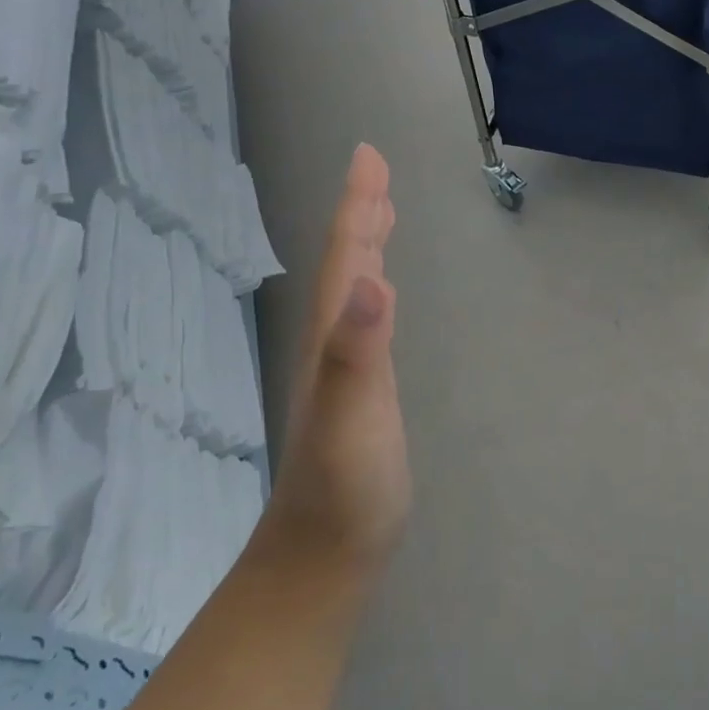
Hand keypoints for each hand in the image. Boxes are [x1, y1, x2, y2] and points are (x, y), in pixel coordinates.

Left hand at [265, 143, 410, 576]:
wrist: (325, 554)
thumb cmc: (344, 488)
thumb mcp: (352, 416)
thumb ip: (357, 351)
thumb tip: (374, 280)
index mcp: (333, 338)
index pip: (346, 258)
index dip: (358, 206)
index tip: (368, 155)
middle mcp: (333, 344)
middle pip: (346, 265)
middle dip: (362, 214)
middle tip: (377, 172)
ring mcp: (345, 370)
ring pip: (354, 291)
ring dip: (366, 247)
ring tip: (381, 216)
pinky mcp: (362, 394)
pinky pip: (367, 322)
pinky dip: (375, 292)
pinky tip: (383, 295)